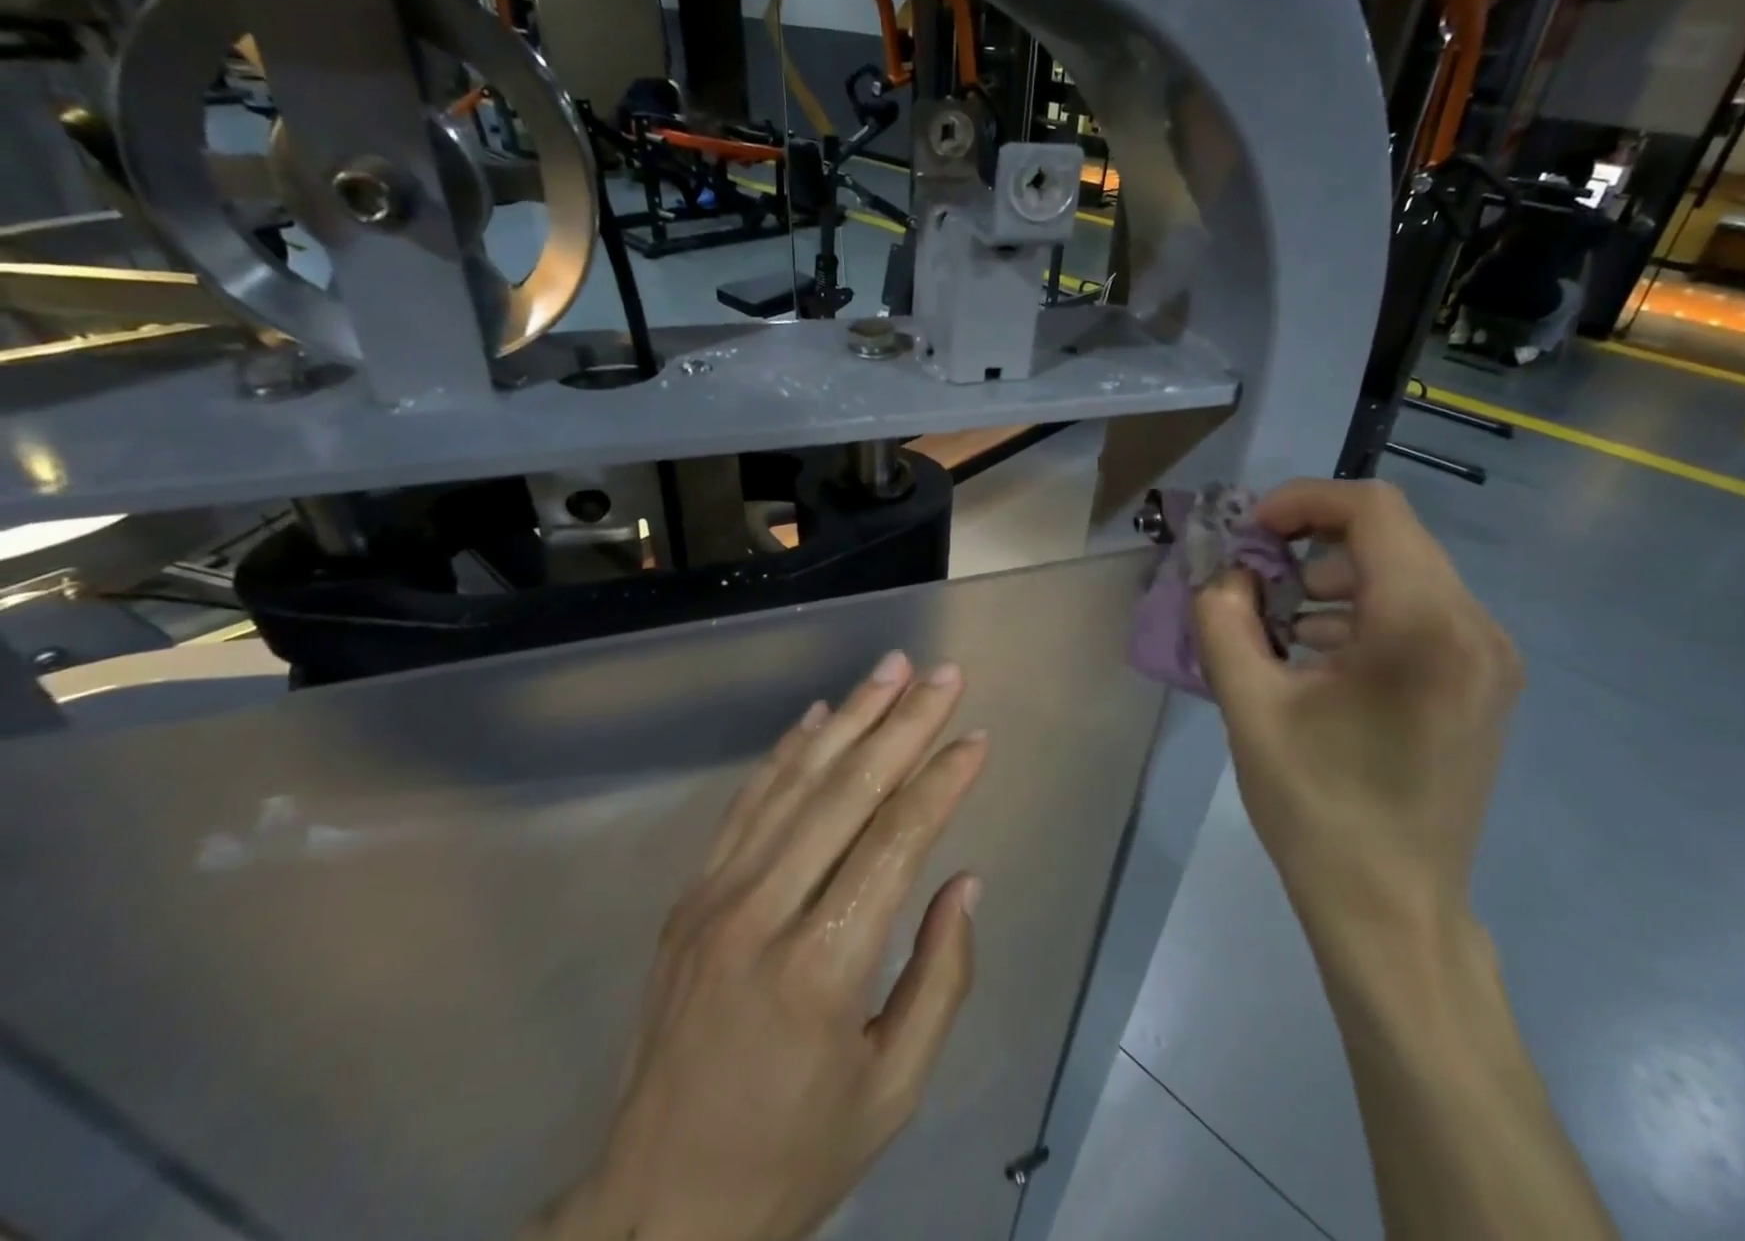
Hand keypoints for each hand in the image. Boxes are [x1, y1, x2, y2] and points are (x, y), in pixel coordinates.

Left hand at [531, 652, 986, 1240]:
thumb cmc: (793, 1153)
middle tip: (943, 673)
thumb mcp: (893, 1088)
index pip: (895, 841)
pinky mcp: (691, 894)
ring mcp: (716, 895)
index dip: (941, 781)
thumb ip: (941, 979)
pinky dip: (787, 751)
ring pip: (796, 780)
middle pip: (846, 791)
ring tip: (891, 668)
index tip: (976, 737)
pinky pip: (747, 802)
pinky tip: (820, 714)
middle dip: (903, 723)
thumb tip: (965, 880)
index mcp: (823, 967)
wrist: (656, 1203)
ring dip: (850, 716)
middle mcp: (763, 912)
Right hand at [1193, 479, 1520, 950]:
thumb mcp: (1248, 706)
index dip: (1302, 501)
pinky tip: (1316, 655)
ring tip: (1276, 622)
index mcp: (1423, 627)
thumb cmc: (1317, 808)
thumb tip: (1227, 576)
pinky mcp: (1483, 684)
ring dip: (1333, 577)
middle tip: (1252, 577)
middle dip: (1310, 541)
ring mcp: (1489, 659)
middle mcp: (1476, 628)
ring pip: (1404, 573)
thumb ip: (1223, 619)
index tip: (1249, 532)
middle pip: (1390, 536)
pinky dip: (1361, 611)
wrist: (1393, 909)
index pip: (1373, 509)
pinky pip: (1420, 613)